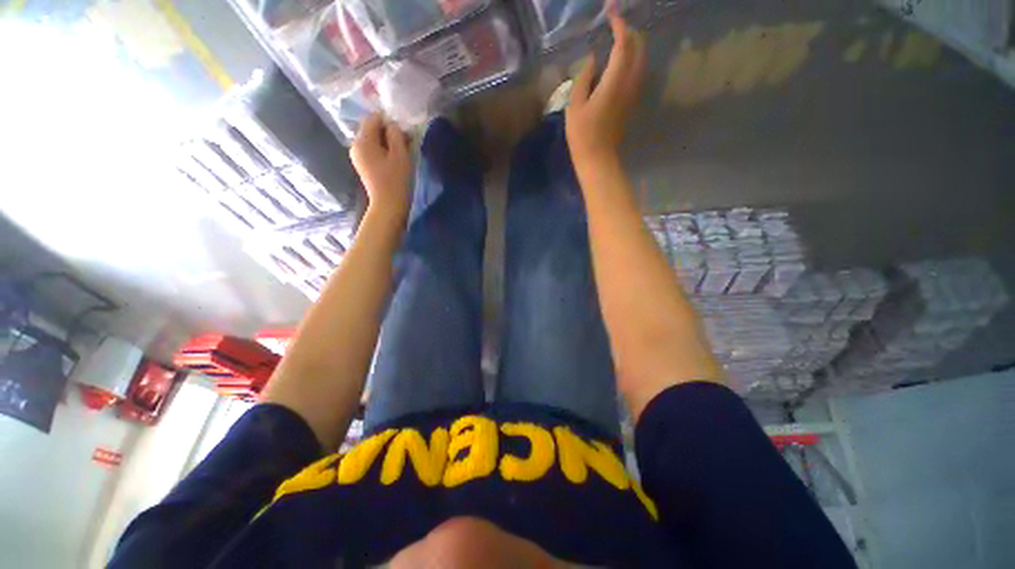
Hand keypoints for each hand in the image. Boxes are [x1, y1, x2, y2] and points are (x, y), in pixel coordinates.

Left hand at [350, 114, 412, 220]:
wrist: (389, 206)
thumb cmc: (396, 180)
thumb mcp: (400, 154)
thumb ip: (396, 134)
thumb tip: (393, 125)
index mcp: (362, 140)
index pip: (374, 118)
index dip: (390, 122)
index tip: (405, 134)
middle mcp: (355, 145)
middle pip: (372, 129)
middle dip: (389, 133)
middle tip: (407, 144)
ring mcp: (358, 156)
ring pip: (374, 140)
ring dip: (389, 143)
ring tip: (403, 154)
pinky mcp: (363, 166)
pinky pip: (373, 151)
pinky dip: (384, 152)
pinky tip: (395, 162)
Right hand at [566, 15, 645, 161]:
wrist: (598, 158)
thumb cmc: (582, 135)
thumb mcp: (574, 106)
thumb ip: (583, 78)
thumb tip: (592, 61)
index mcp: (614, 82)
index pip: (623, 44)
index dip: (619, 25)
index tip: (610, 13)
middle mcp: (629, 84)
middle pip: (639, 49)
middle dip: (630, 32)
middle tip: (615, 26)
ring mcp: (633, 94)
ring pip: (641, 60)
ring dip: (633, 46)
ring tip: (618, 41)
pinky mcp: (631, 102)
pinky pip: (637, 73)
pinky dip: (632, 60)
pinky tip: (619, 62)